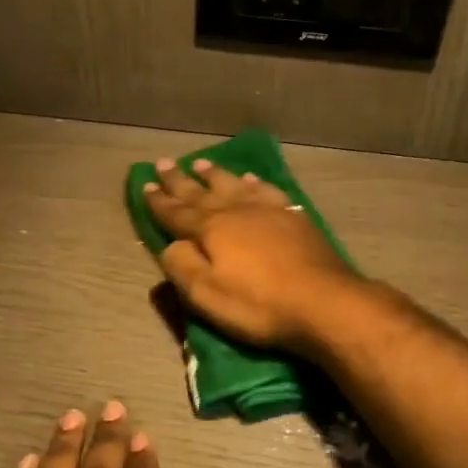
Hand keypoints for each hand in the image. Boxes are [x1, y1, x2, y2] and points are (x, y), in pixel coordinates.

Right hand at [143, 156, 362, 349]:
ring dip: (215, 175)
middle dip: (179, 180)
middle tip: (163, 163)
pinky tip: (250, 179)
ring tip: (201, 163)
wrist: (322, 300)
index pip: (176, 213)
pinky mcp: (294, 217)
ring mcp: (267, 210)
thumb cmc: (258, 304)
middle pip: (201, 192)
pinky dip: (254, 183)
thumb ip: (182, 266)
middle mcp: (236, 211)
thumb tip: (169, 244)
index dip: (159, 201)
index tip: (145, 185)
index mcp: (210, 230)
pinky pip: (267, 191)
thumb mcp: (206, 294)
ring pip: (233, 185)